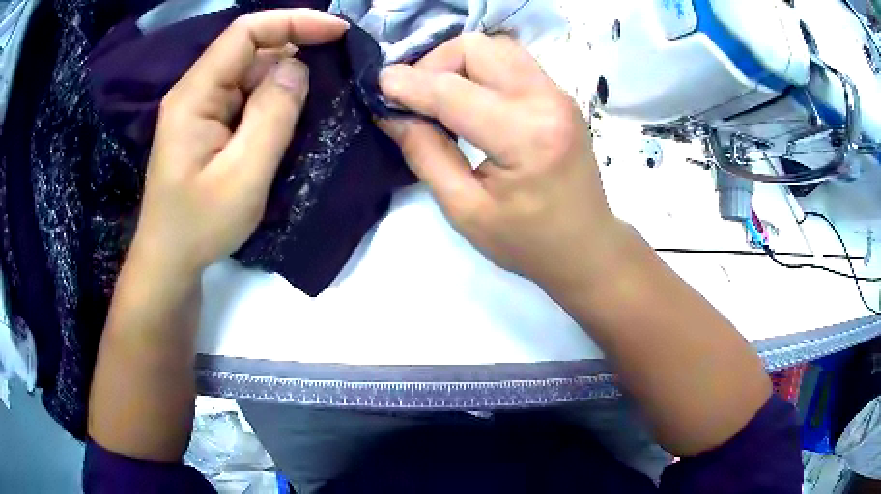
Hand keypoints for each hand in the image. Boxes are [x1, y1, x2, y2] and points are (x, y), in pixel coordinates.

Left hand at [130, 10, 348, 275]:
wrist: (168, 262)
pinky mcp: (206, 125)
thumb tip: (297, 68)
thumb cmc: (199, 226)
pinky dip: (271, 102)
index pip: (245, 32)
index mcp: (195, 95)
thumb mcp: (243, 176)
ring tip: (314, 105)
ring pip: (249, 75)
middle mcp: (195, 91)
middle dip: (294, 53)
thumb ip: (273, 115)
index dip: (293, 21)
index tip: (337, 32)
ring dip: (284, 82)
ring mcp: (199, 109)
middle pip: (249, 51)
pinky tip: (289, 122)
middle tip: (335, 75)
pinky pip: (244, 98)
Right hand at [378, 33, 621, 292]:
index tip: (378, 85)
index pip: (453, 91)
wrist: (587, 247)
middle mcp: (546, 100)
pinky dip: (481, 68)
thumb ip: (426, 154)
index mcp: (525, 135)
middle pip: (477, 47)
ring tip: (440, 95)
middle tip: (415, 97)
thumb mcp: (465, 210)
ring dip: (459, 62)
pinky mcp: (559, 96)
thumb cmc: (528, 242)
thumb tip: (392, 114)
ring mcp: (558, 94)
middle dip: (435, 63)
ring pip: (496, 46)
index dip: (409, 84)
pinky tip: (469, 97)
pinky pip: (512, 61)